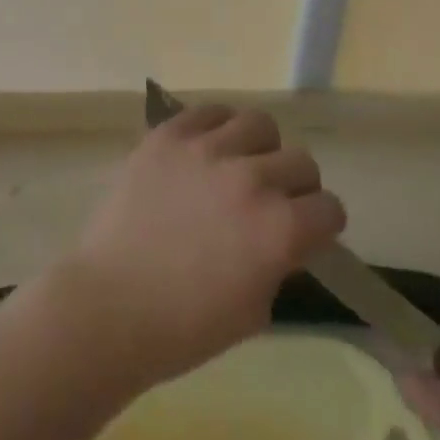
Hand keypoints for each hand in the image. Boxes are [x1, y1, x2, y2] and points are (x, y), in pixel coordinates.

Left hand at [52, 104, 345, 389]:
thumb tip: (284, 235)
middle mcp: (251, 179)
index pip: (329, 208)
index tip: (308, 230)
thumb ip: (278, 262)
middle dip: (296, 185)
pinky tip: (207, 148)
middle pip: (301, 161)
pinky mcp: (169, 135)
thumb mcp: (254, 310)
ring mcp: (207, 150)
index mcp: (279, 230)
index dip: (322, 224)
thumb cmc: (184, 327)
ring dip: (260, 147)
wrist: (110, 305)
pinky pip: (210, 112)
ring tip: (240, 164)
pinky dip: (217, 127)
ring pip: (259, 123)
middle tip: (273, 200)